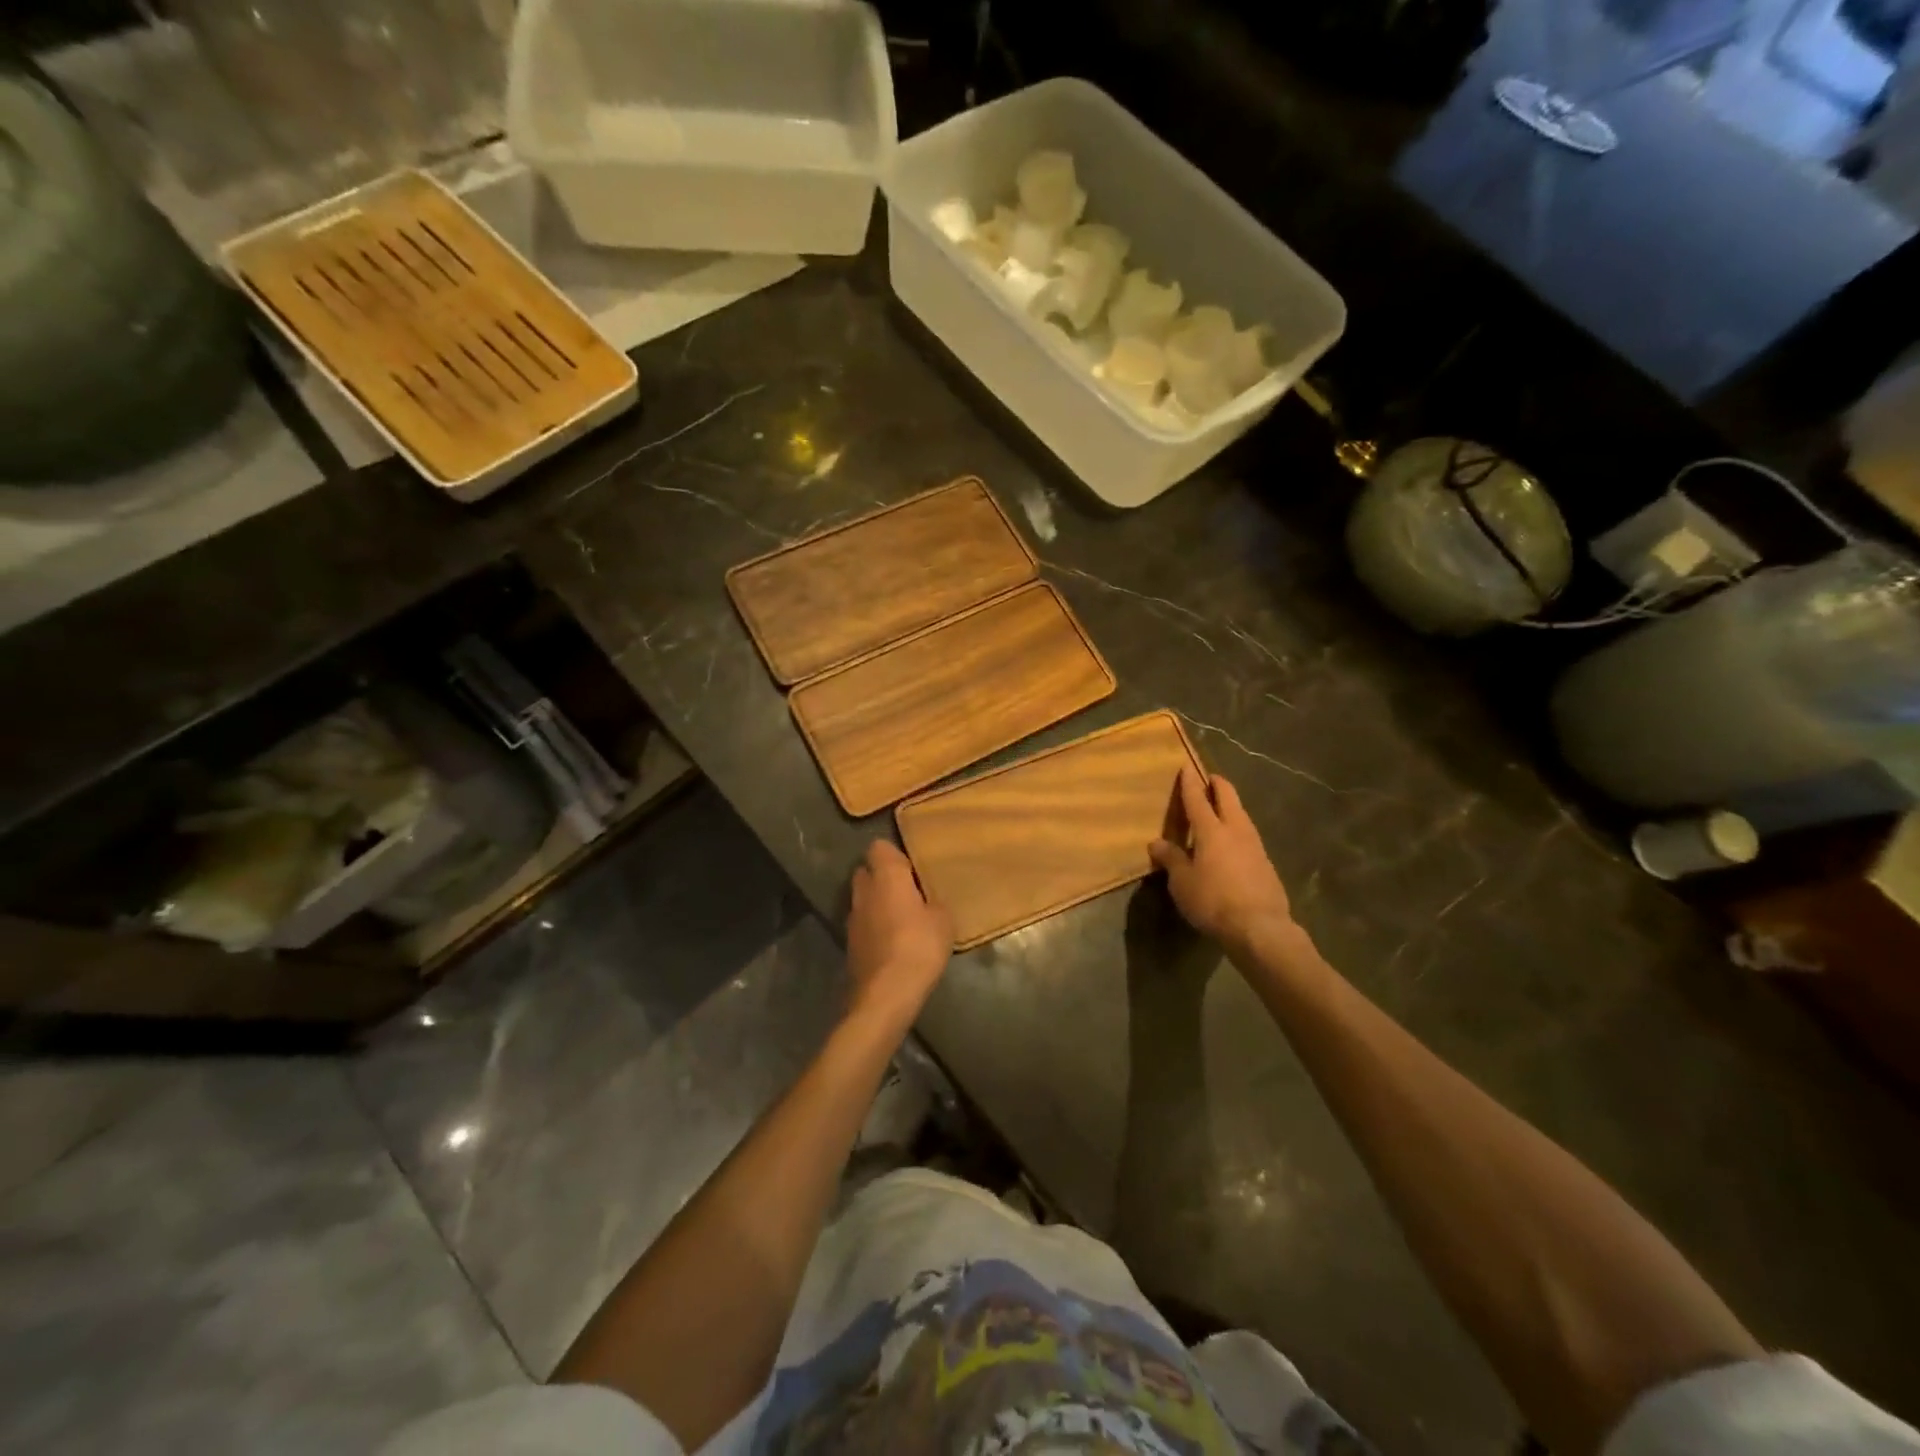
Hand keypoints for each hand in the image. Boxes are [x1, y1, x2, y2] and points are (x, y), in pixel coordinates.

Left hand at [845, 841, 953, 1031]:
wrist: (886, 994)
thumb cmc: (919, 946)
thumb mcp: (943, 921)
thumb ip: (934, 903)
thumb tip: (928, 901)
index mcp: (886, 876)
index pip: (879, 847)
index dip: (894, 854)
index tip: (912, 867)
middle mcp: (863, 891)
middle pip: (866, 871)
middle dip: (883, 877)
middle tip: (909, 890)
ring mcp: (852, 918)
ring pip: (862, 899)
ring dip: (877, 903)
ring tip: (902, 918)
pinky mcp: (849, 943)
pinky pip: (862, 924)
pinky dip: (874, 927)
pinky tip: (892, 942)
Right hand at [1149, 768, 1295, 951]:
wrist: (1260, 927)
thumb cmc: (1213, 901)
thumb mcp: (1182, 882)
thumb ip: (1171, 859)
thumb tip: (1156, 843)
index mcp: (1211, 830)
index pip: (1197, 799)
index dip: (1190, 782)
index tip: (1187, 767)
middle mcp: (1236, 830)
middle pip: (1228, 797)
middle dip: (1218, 785)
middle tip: (1209, 779)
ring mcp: (1255, 845)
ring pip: (1242, 815)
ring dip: (1231, 806)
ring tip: (1220, 809)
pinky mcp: (1266, 863)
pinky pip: (1248, 835)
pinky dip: (1237, 829)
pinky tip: (1233, 841)